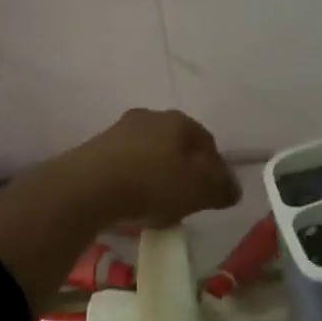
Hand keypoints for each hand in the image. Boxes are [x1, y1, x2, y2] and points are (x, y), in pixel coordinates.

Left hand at [80, 109, 240, 227]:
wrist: (89, 187)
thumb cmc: (153, 184)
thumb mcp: (199, 191)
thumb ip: (222, 189)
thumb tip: (232, 189)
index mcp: (179, 121)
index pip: (207, 142)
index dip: (215, 168)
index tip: (214, 192)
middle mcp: (149, 117)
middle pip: (176, 144)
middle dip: (184, 169)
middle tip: (187, 198)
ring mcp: (119, 130)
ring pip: (149, 152)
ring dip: (156, 173)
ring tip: (157, 203)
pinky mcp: (95, 148)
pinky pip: (125, 164)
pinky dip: (132, 179)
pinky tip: (131, 201)